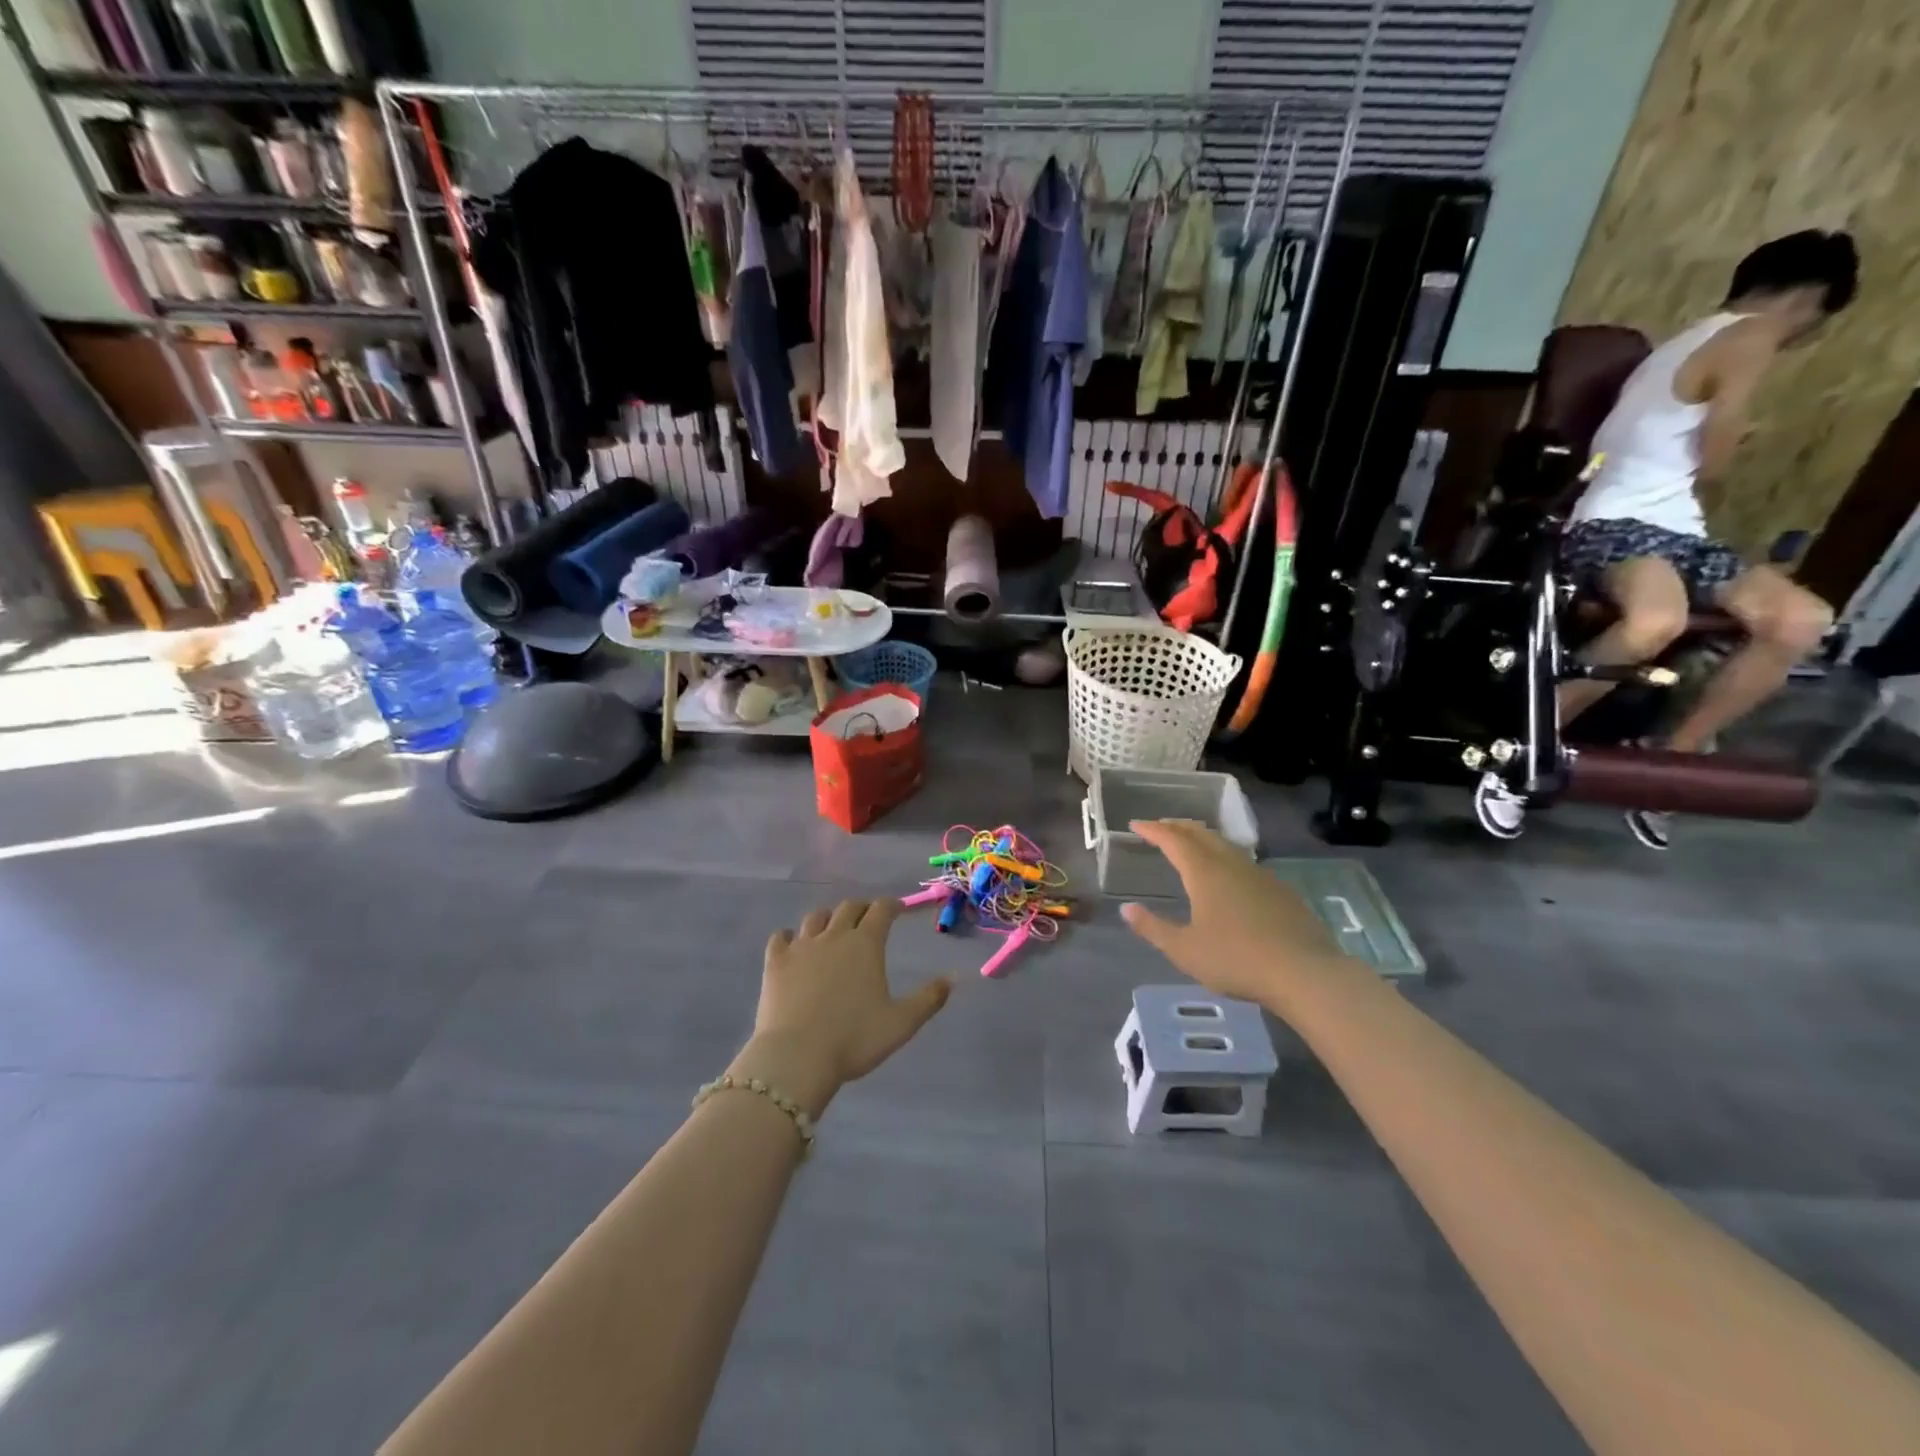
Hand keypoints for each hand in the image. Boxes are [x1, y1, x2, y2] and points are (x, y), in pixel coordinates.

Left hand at [729, 898, 950, 1117]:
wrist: (797, 1057)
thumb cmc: (854, 1039)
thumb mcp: (901, 1023)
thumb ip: (929, 999)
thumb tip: (952, 978)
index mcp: (866, 944)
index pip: (881, 910)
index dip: (891, 905)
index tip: (898, 908)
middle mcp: (834, 935)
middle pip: (849, 907)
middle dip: (862, 908)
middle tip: (868, 918)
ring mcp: (801, 946)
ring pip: (816, 917)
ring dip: (828, 918)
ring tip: (832, 928)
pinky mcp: (775, 962)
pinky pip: (781, 937)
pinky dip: (789, 936)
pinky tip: (792, 944)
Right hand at [1119, 819, 1347, 1009]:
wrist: (1305, 973)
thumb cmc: (1236, 960)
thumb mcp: (1184, 950)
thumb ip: (1153, 928)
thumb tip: (1127, 908)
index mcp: (1204, 872)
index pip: (1173, 840)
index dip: (1153, 830)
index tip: (1136, 824)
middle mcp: (1231, 864)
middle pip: (1201, 834)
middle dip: (1178, 827)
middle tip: (1161, 827)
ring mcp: (1260, 875)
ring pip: (1225, 845)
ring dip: (1203, 838)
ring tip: (1191, 844)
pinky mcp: (1280, 890)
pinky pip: (1244, 861)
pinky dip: (1224, 856)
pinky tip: (1227, 874)